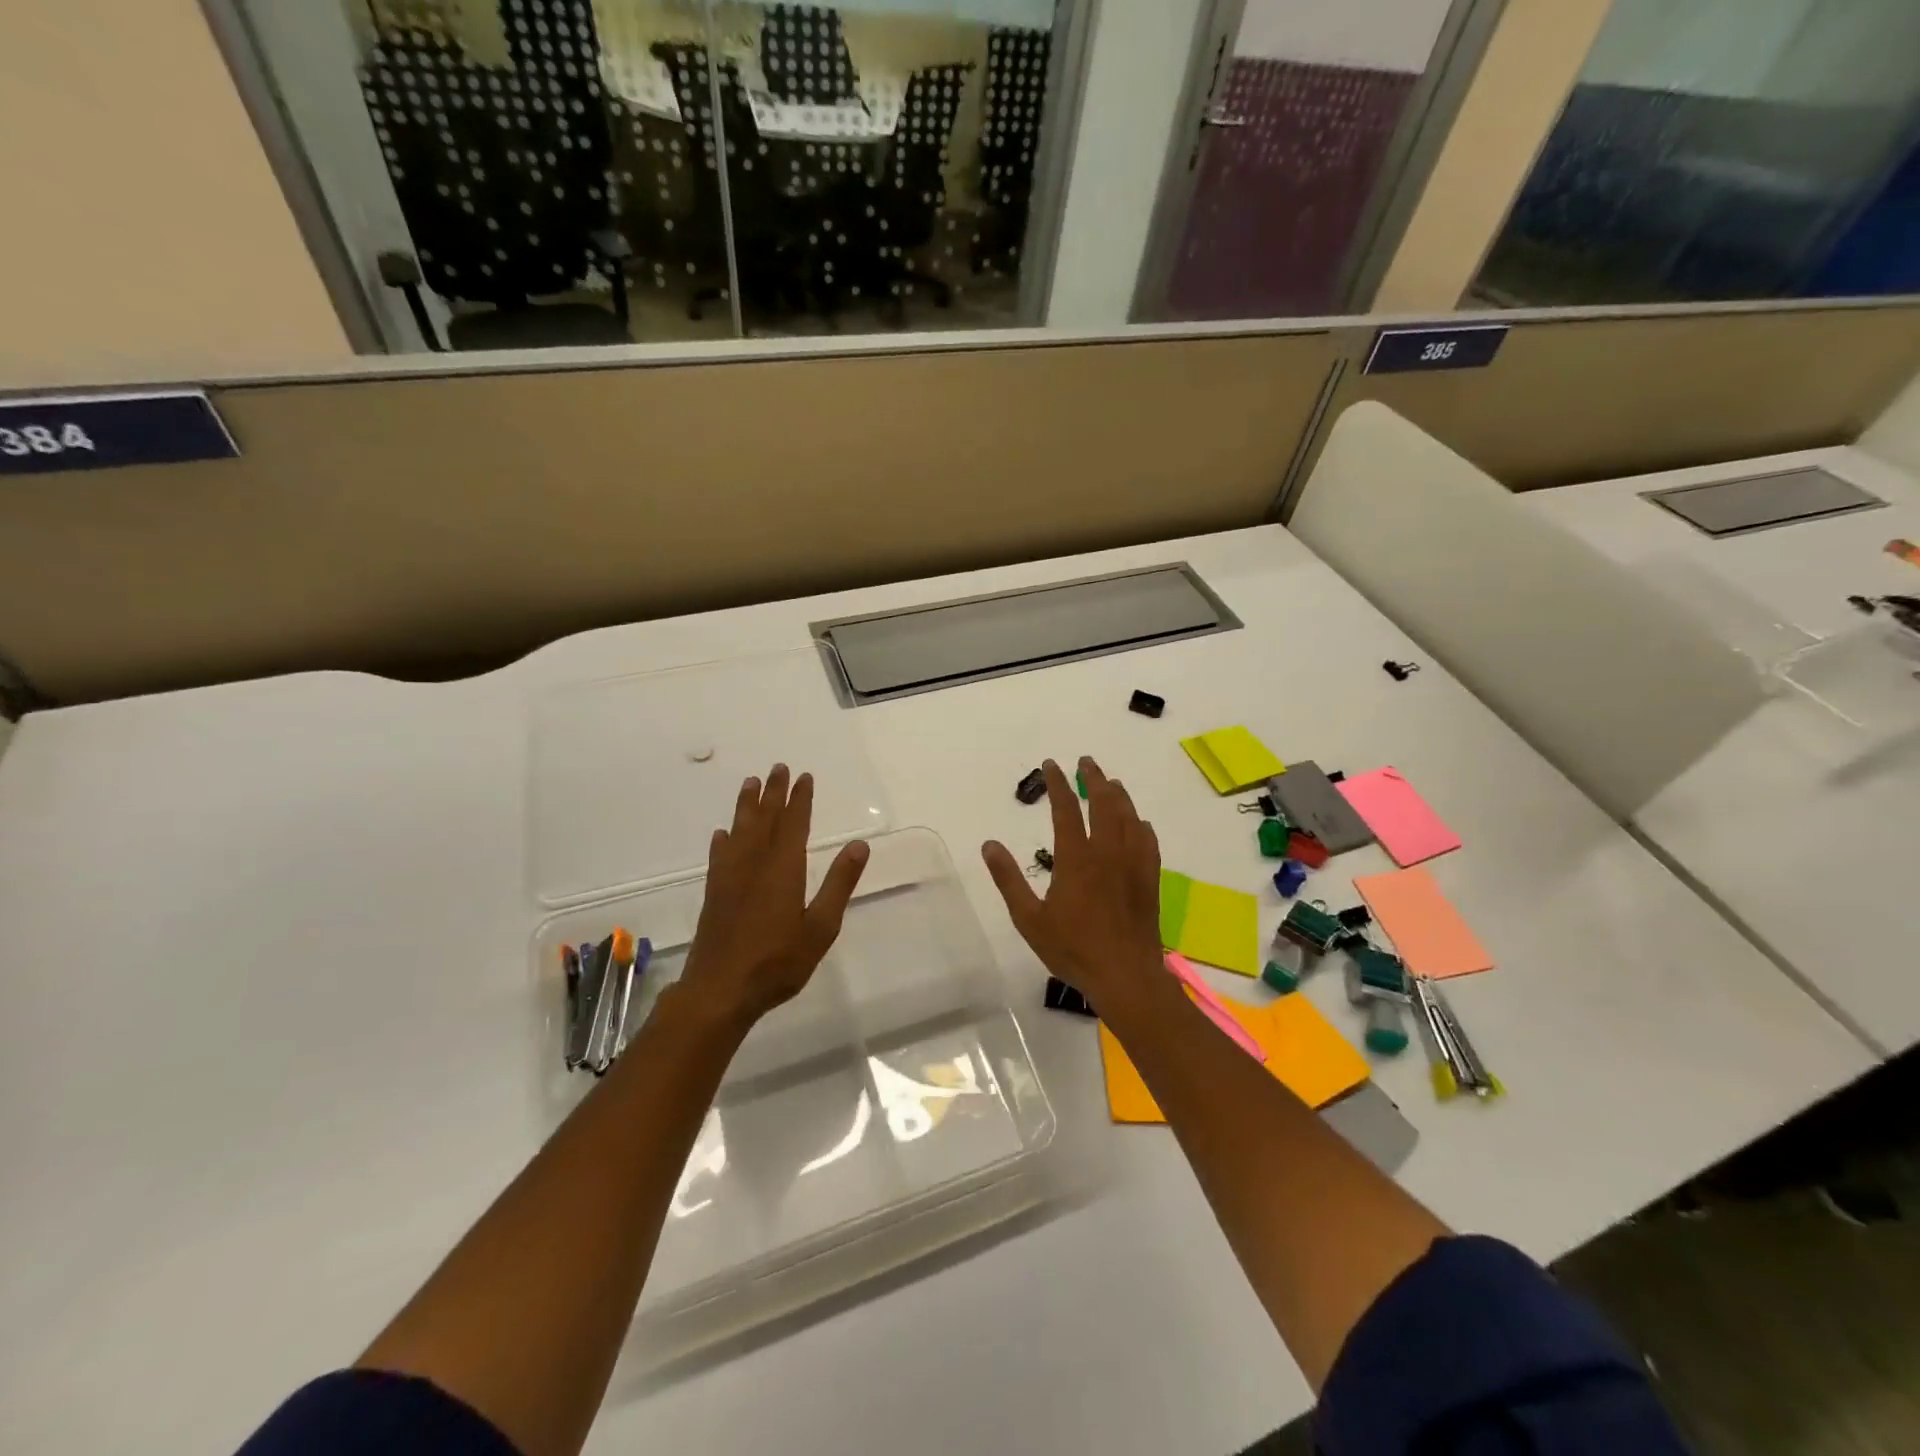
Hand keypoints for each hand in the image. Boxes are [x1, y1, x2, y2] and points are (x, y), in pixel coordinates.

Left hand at [679, 764, 869, 1030]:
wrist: (720, 990)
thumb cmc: (778, 961)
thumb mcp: (821, 927)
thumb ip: (839, 884)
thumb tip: (860, 845)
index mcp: (784, 869)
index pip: (794, 824)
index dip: (800, 799)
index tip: (804, 776)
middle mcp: (755, 864)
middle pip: (765, 819)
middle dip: (773, 793)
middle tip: (778, 767)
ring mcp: (730, 878)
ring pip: (740, 831)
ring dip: (746, 806)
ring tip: (750, 784)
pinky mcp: (715, 894)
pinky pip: (720, 856)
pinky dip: (724, 840)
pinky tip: (722, 834)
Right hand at [983, 757, 1163, 1006]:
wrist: (1125, 976)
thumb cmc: (1073, 949)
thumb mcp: (1029, 918)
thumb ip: (1009, 879)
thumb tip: (989, 845)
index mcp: (1076, 858)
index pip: (1066, 809)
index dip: (1058, 783)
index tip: (1052, 765)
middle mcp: (1107, 852)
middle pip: (1103, 803)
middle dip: (1093, 778)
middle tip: (1085, 762)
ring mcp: (1133, 864)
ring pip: (1128, 817)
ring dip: (1118, 795)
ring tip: (1111, 783)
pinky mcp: (1150, 878)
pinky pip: (1148, 840)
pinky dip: (1140, 824)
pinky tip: (1138, 822)